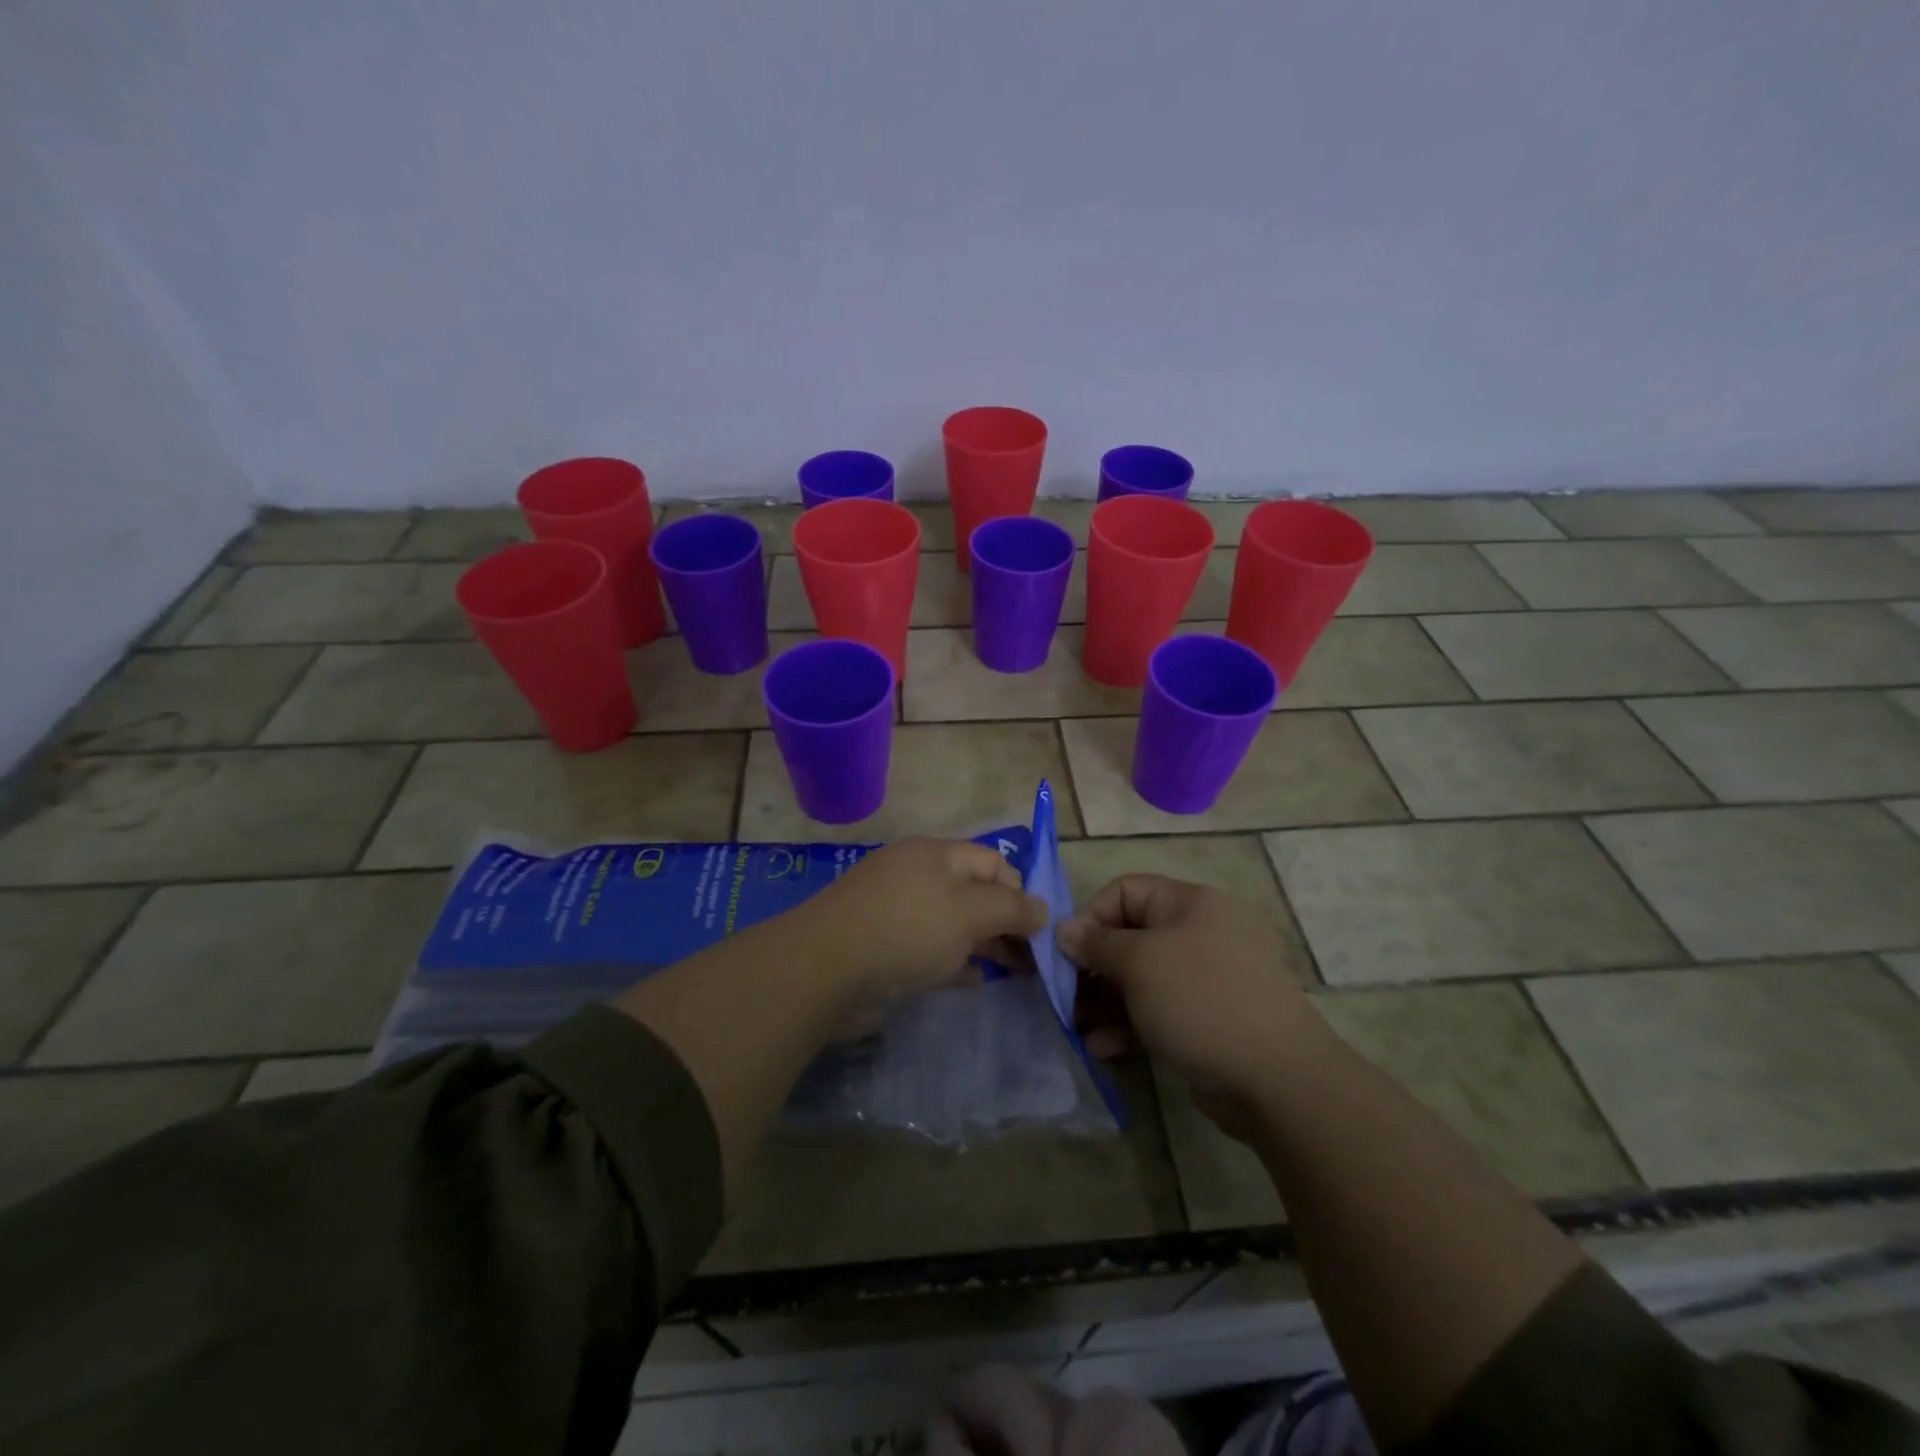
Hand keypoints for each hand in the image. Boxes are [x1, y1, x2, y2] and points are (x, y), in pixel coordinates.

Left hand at [788, 838, 1047, 1022]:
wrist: (825, 970)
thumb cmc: (907, 929)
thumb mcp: (969, 913)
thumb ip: (1011, 909)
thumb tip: (1043, 908)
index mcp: (936, 855)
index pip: (992, 861)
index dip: (1019, 890)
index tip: (1038, 927)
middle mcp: (916, 877)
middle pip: (973, 893)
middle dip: (1005, 922)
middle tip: (1033, 958)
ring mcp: (897, 912)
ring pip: (952, 924)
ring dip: (983, 944)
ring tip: (1014, 972)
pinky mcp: (883, 948)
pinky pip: (929, 949)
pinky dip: (954, 962)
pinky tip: (974, 982)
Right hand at [1058, 875, 1321, 1128]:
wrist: (1276, 1080)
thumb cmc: (1201, 1000)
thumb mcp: (1140, 963)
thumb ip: (1097, 944)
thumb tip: (1064, 929)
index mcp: (1193, 904)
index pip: (1127, 890)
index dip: (1092, 915)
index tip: (1066, 952)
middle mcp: (1201, 934)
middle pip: (1132, 936)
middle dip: (1093, 966)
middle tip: (1064, 994)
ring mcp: (1207, 980)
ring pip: (1142, 978)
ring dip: (1104, 1000)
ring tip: (1076, 1026)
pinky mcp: (1208, 1020)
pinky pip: (1158, 1011)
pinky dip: (1129, 1024)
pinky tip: (1102, 1047)